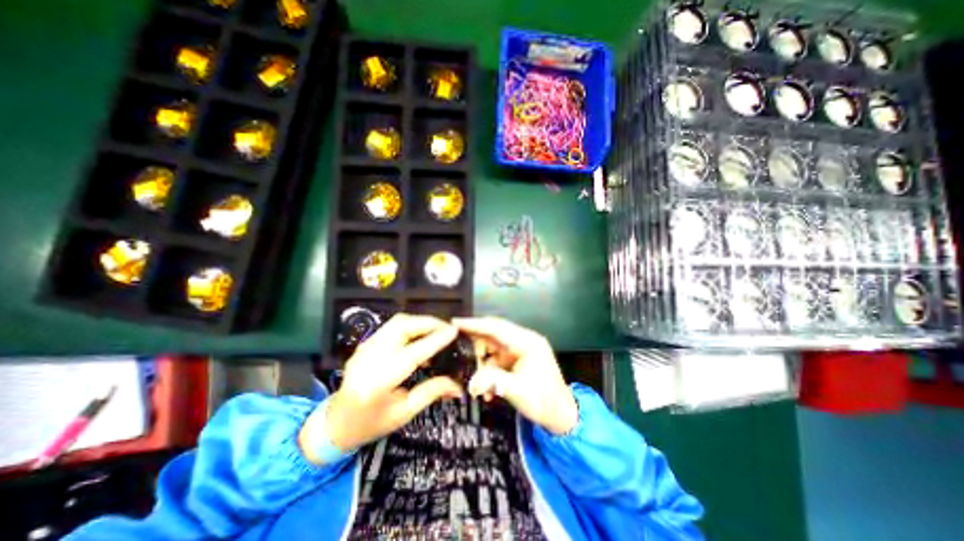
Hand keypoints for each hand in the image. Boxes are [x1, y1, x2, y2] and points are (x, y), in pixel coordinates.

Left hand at [303, 312, 465, 460]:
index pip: (412, 353)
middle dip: (428, 323)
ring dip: (420, 322)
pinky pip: (392, 326)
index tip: (454, 331)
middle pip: (402, 326)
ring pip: (397, 322)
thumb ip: (431, 392)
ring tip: (437, 330)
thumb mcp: (403, 413)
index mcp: (379, 382)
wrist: (334, 424)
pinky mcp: (366, 343)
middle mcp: (369, 358)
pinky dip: (410, 325)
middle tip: (447, 328)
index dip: (435, 340)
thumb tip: (457, 385)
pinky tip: (420, 336)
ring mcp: (365, 347)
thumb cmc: (370, 424)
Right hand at [454, 318, 577, 435]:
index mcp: (527, 342)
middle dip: (475, 345)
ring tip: (475, 380)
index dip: (475, 324)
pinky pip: (496, 360)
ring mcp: (520, 350)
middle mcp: (523, 341)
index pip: (496, 327)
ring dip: (481, 363)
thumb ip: (492, 381)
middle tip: (457, 351)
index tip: (455, 322)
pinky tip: (487, 390)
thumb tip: (471, 383)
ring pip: (492, 349)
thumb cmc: (544, 401)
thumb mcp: (517, 390)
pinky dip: (488, 372)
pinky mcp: (517, 360)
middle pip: (493, 335)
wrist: (561, 416)